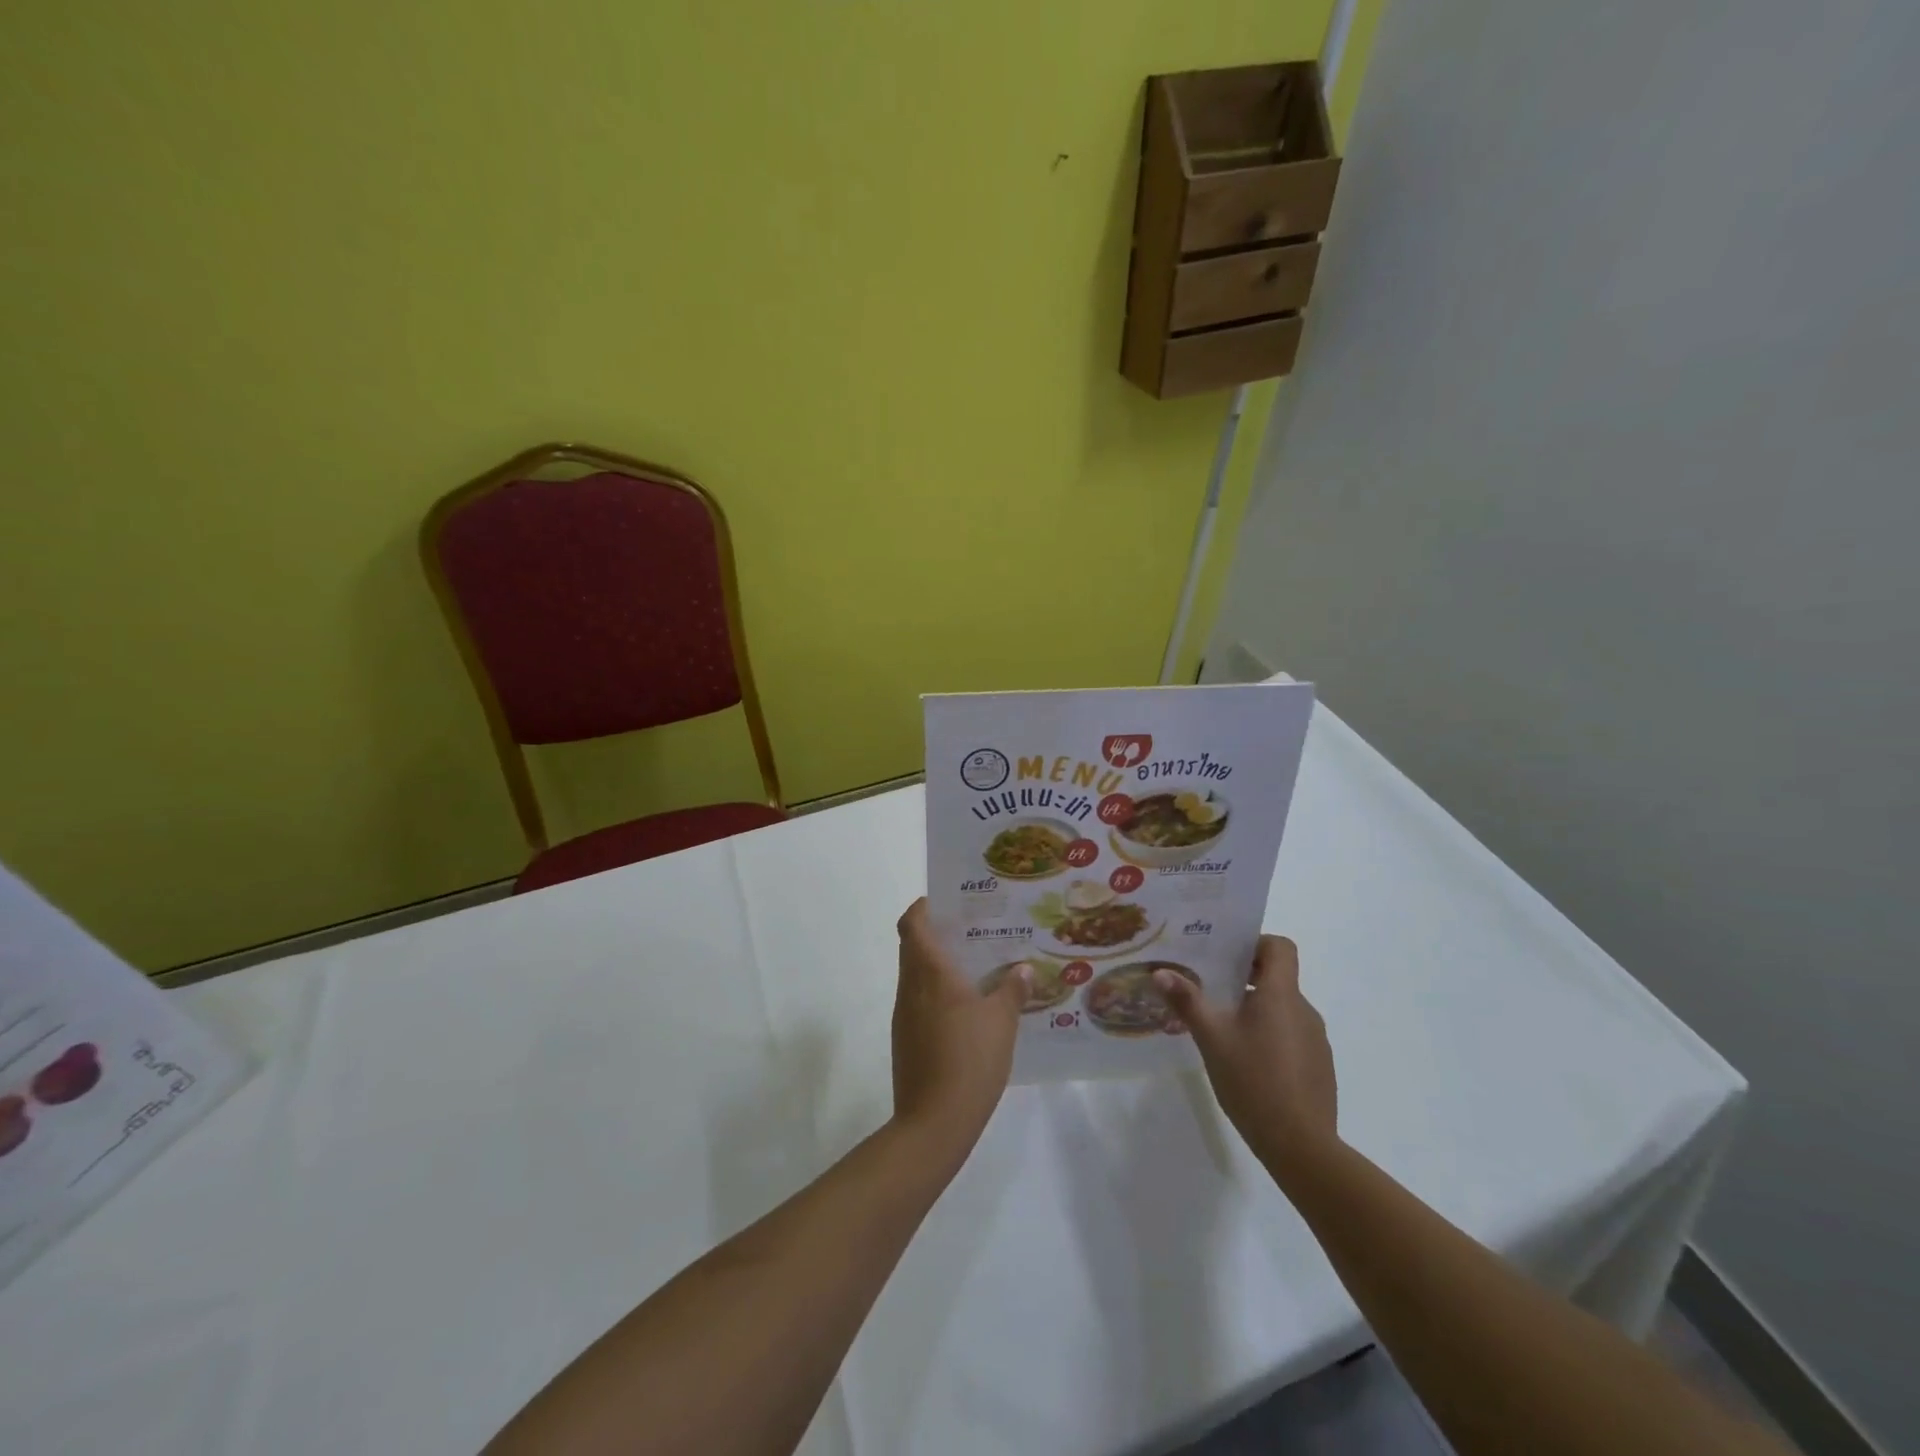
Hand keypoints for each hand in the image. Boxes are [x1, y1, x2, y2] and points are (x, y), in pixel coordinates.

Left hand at [891, 899, 1028, 1157]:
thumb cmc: (970, 1059)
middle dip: (936, 934)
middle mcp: (910, 988)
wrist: (934, 1122)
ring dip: (937, 966)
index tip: (946, 901)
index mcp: (929, 973)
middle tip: (971, 932)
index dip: (923, 907)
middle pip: (912, 947)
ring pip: (915, 976)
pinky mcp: (905, 1040)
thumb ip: (1012, 991)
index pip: (912, 924)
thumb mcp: (1002, 1022)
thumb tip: (1023, 969)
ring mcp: (904, 1016)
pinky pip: (918, 1002)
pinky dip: (936, 994)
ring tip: (975, 968)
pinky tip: (966, 1009)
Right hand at [1156, 936, 1337, 1171]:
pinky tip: (1249, 1065)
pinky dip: (1272, 1037)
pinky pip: (1293, 1036)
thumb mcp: (1212, 1038)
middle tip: (1212, 991)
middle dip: (1246, 979)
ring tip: (1226, 1032)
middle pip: (1279, 978)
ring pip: (1284, 1009)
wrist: (1302, 1146)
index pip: (1280, 947)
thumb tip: (1160, 971)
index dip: (1256, 944)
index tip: (1228, 958)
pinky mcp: (1320, 1067)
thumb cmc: (1253, 1081)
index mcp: (1281, 995)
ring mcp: (1316, 1040)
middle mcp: (1304, 1010)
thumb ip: (1187, 1001)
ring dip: (1258, 1010)